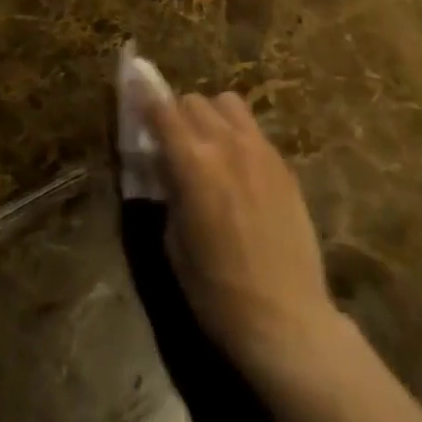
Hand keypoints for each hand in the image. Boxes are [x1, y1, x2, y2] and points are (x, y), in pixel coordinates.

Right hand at [152, 92, 344, 381]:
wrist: (286, 320)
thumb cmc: (218, 293)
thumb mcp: (175, 244)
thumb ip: (169, 192)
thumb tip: (166, 167)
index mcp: (193, 163)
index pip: (162, 111)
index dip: (145, 103)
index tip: (135, 101)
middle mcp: (226, 143)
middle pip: (193, 101)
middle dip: (176, 114)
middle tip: (170, 141)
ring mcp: (260, 149)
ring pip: (227, 103)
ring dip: (210, 115)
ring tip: (207, 144)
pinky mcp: (283, 164)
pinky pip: (253, 129)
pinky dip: (237, 133)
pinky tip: (237, 166)